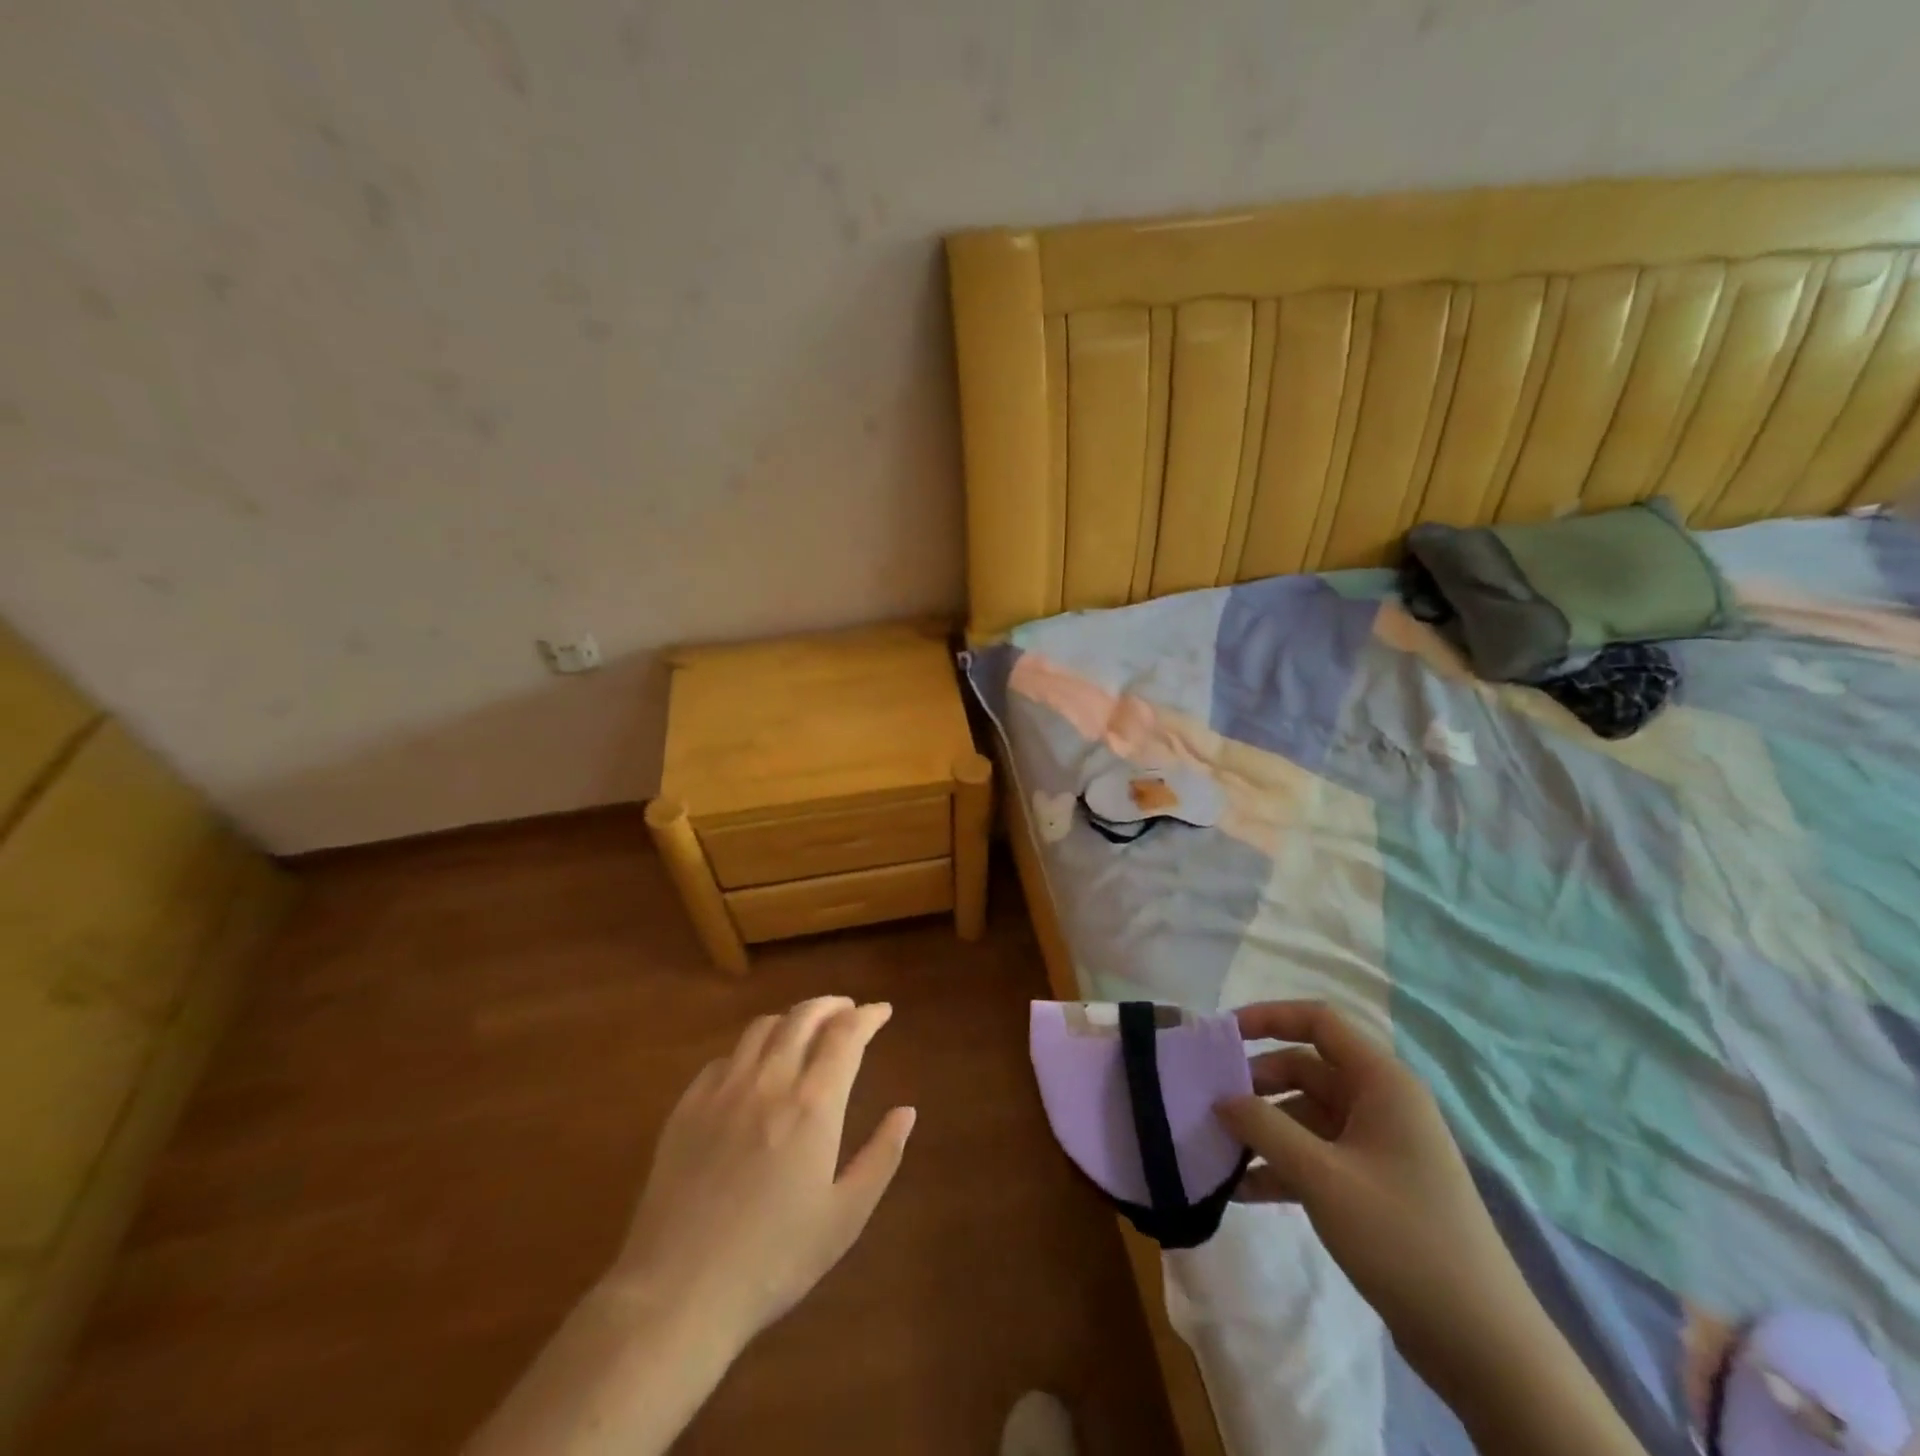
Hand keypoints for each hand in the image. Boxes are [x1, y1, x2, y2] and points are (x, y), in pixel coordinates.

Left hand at [609, 996, 915, 1350]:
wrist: (678, 1294)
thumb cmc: (774, 1260)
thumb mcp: (844, 1217)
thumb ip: (881, 1157)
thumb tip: (907, 1111)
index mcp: (813, 1105)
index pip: (846, 1035)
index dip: (867, 1016)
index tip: (882, 1011)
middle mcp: (769, 1081)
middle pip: (803, 1017)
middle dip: (831, 1006)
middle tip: (847, 1011)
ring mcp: (723, 1090)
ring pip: (762, 1028)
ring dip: (791, 1019)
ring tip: (805, 1030)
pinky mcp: (687, 1107)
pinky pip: (724, 1058)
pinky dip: (750, 1050)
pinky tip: (753, 1068)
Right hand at [1213, 1001, 1542, 1385]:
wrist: (1482, 1345)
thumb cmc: (1402, 1237)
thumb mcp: (1321, 1176)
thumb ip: (1264, 1127)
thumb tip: (1221, 1098)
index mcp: (1382, 1082)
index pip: (1318, 1021)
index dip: (1268, 1017)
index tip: (1221, 1035)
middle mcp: (1380, 1103)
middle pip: (1305, 1069)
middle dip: (1256, 1084)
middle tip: (1210, 1104)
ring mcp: (1378, 1146)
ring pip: (1305, 1115)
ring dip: (1263, 1130)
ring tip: (1217, 1150)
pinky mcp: (1373, 1185)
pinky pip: (1316, 1155)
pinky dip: (1281, 1165)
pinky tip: (1242, 1190)